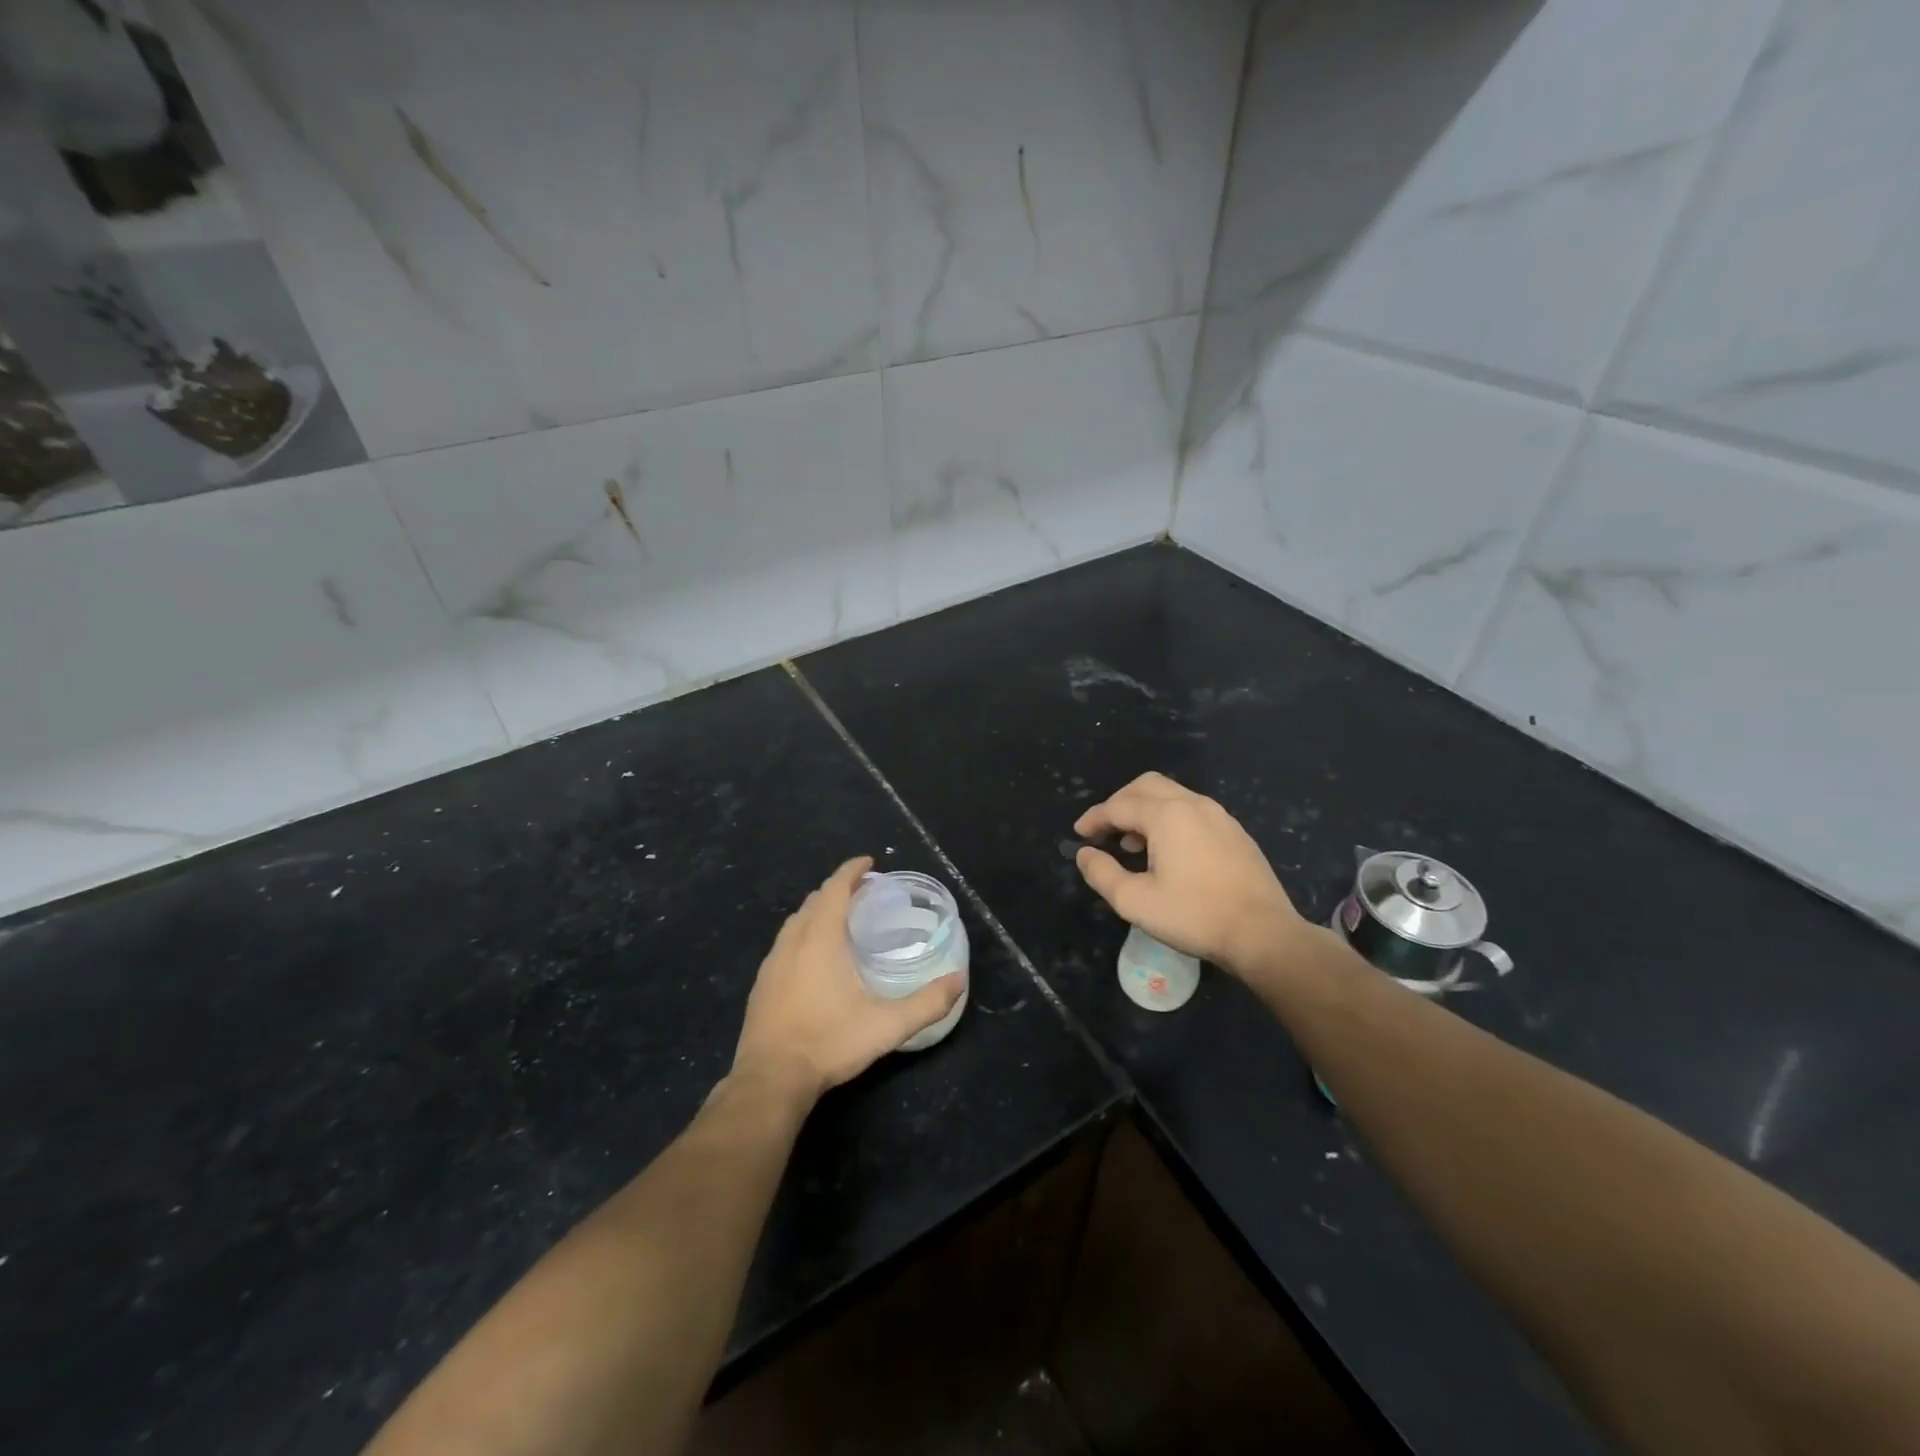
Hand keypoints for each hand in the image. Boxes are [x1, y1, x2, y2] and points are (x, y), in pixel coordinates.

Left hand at [733, 857, 964, 1101]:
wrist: (770, 1080)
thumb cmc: (828, 1043)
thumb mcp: (886, 1026)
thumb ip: (926, 1003)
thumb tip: (959, 981)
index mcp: (820, 939)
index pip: (834, 889)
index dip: (851, 871)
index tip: (869, 862)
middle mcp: (792, 942)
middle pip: (815, 901)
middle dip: (838, 890)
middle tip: (864, 893)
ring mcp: (772, 963)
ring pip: (796, 922)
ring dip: (818, 912)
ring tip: (841, 921)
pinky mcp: (761, 985)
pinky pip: (785, 944)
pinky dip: (803, 934)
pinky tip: (814, 959)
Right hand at [1074, 772, 1315, 978]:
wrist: (1263, 933)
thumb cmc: (1194, 915)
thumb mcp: (1135, 901)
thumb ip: (1102, 873)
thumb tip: (1085, 854)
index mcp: (1167, 815)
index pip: (1119, 806)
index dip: (1095, 818)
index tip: (1079, 835)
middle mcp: (1194, 804)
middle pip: (1147, 786)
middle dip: (1120, 803)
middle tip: (1105, 830)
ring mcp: (1220, 816)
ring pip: (1173, 796)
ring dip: (1146, 811)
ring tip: (1133, 846)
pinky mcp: (1236, 833)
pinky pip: (1193, 812)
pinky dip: (1170, 820)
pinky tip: (1169, 853)